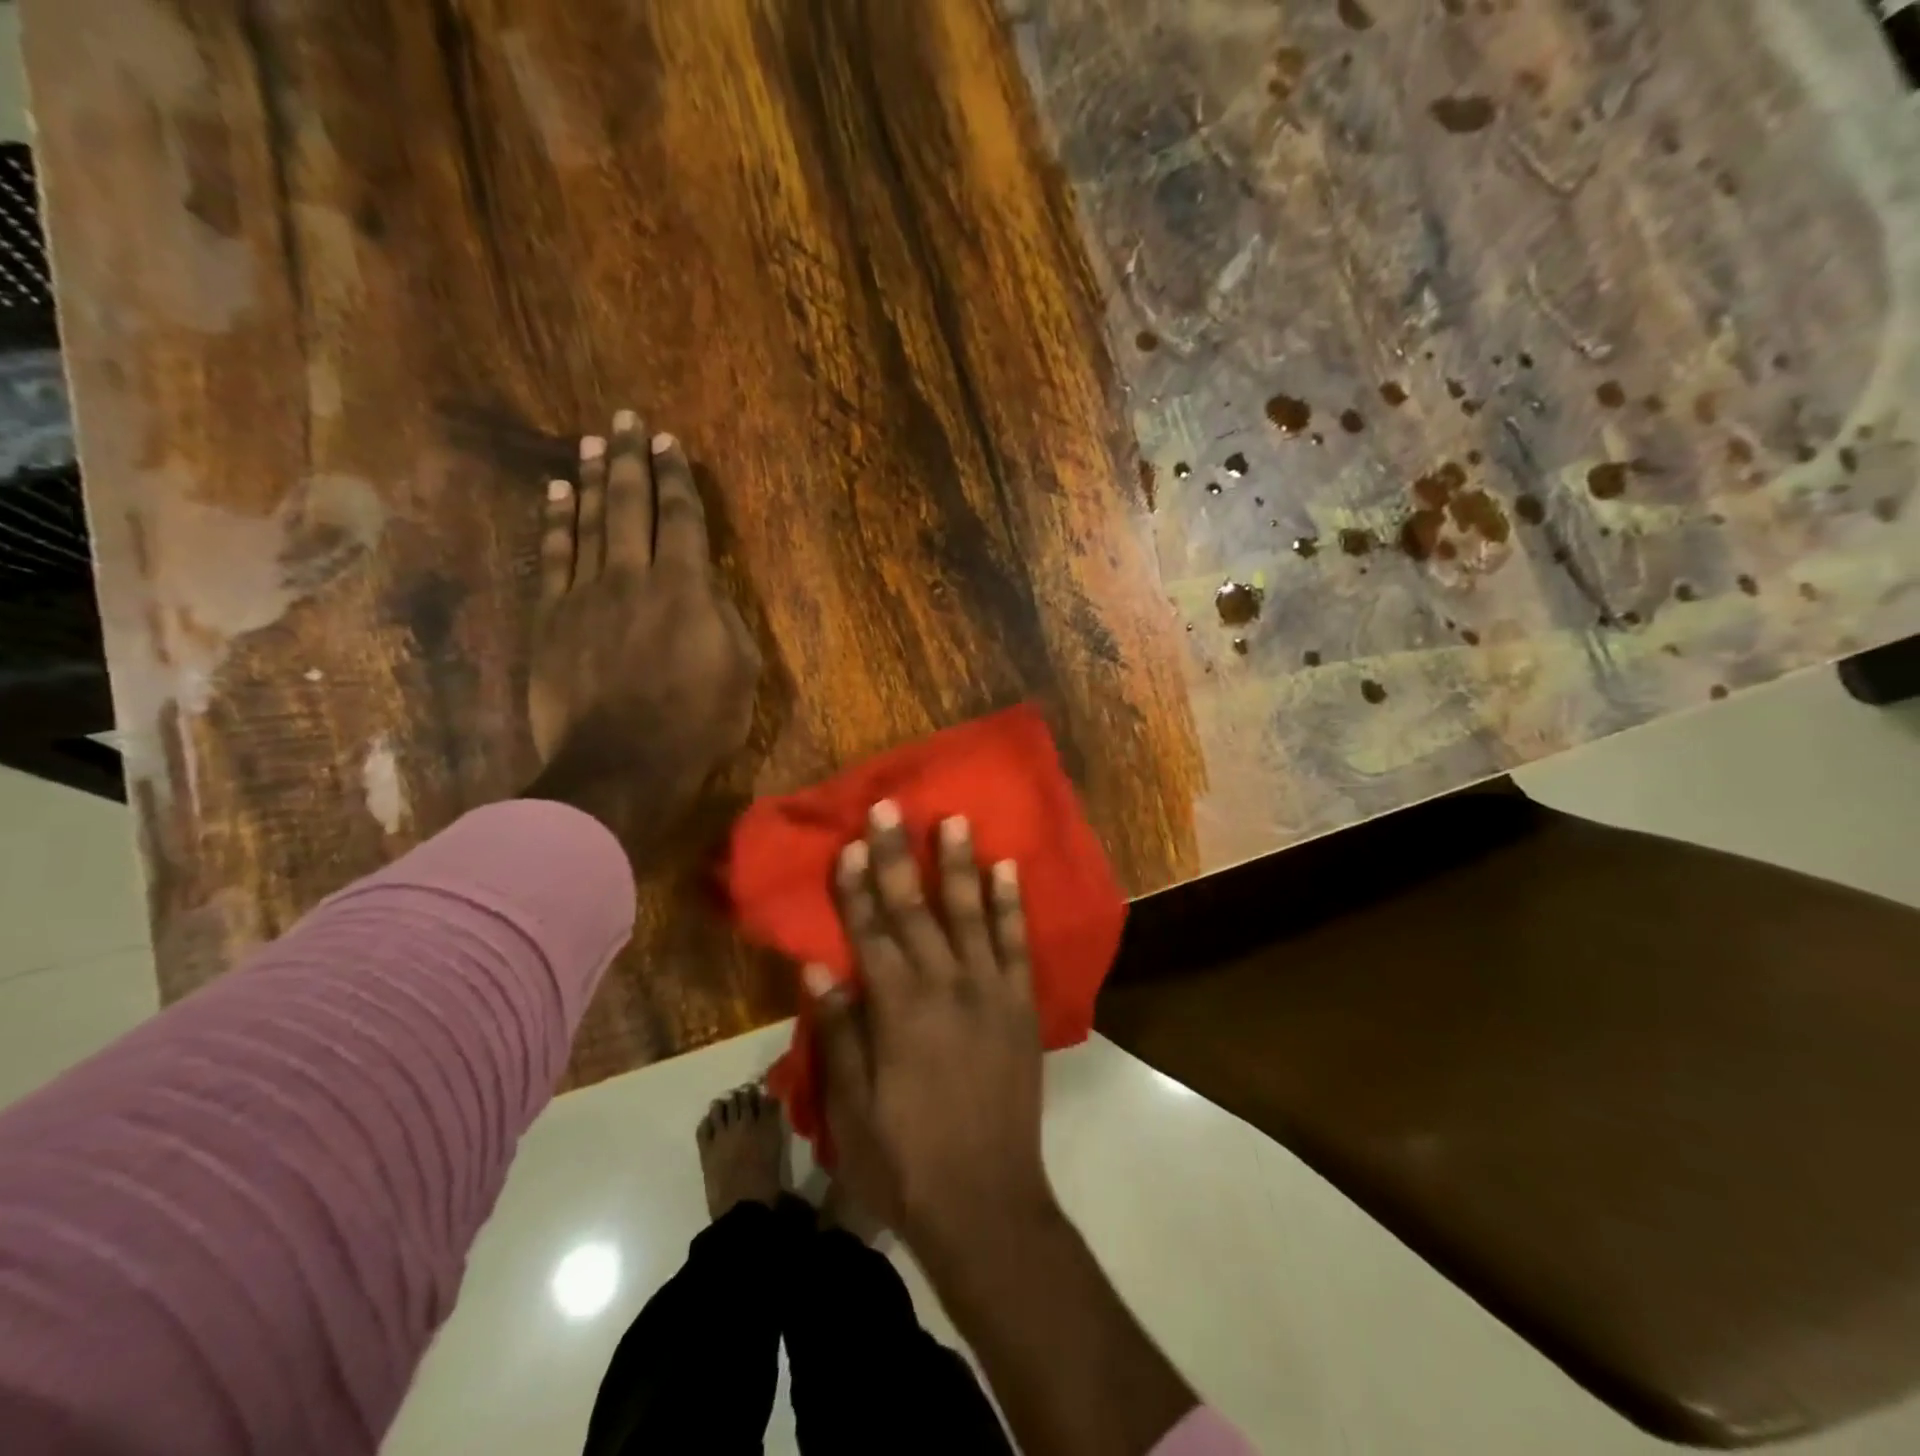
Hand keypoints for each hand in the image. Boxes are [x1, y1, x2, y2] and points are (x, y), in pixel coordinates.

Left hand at [526, 410, 759, 830]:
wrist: (620, 767)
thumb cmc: (695, 726)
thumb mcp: (741, 676)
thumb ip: (726, 622)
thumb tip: (707, 590)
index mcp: (686, 590)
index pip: (683, 519)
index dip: (678, 478)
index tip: (671, 444)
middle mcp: (635, 577)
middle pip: (631, 505)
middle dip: (631, 459)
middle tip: (627, 420)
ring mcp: (587, 595)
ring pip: (589, 522)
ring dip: (592, 479)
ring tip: (593, 443)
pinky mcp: (552, 618)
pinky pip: (554, 558)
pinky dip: (555, 523)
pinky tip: (556, 495)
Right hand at [809, 801, 1050, 1253]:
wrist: (987, 1204)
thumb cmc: (906, 1162)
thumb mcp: (852, 1110)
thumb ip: (838, 1033)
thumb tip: (819, 968)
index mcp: (897, 1010)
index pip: (869, 933)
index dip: (855, 887)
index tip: (849, 844)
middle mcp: (943, 986)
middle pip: (914, 909)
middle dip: (898, 855)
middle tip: (890, 807)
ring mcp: (989, 991)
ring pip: (969, 913)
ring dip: (959, 864)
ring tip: (954, 819)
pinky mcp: (1021, 1005)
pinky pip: (1016, 944)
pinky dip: (1011, 905)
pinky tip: (1008, 869)